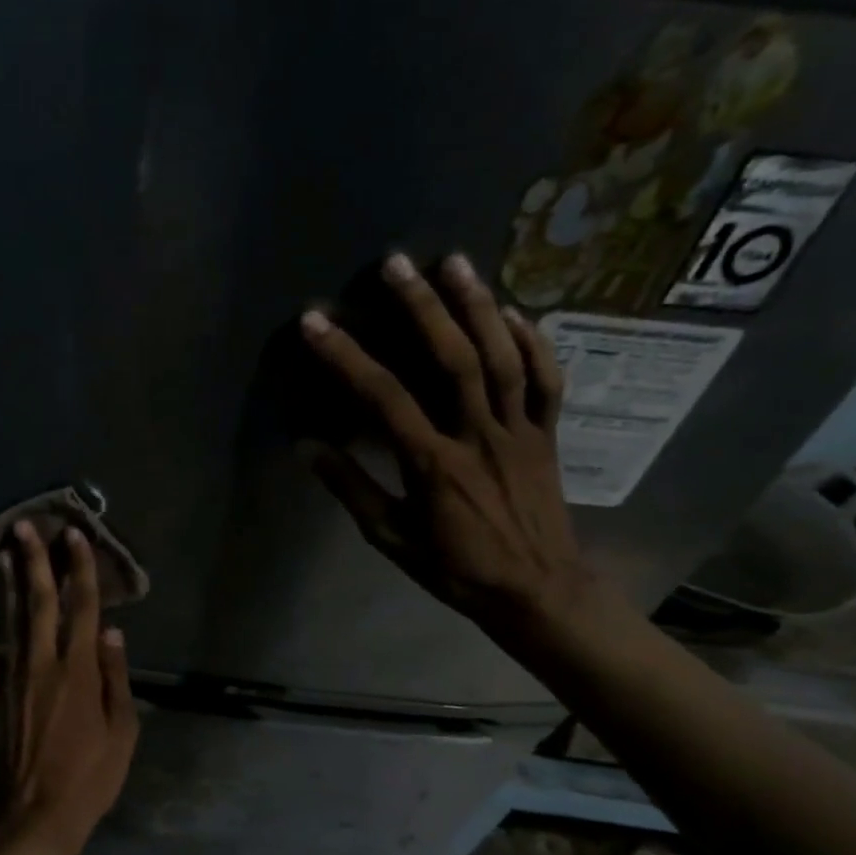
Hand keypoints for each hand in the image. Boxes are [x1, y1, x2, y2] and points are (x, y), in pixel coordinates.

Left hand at [0, 522, 138, 854]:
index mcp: (79, 670)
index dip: (80, 570)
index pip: (82, 607)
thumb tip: (111, 632)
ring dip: (5, 585)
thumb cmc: (90, 776)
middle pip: (39, 603)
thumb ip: (116, 678)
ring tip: (1, 552)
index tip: (75, 537)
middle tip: (25, 526)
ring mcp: (12, 679)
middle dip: (34, 562)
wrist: (36, 816)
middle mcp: (43, 663)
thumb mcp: (122, 732)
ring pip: (8, 622)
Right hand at [300, 251, 593, 636]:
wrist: (538, 592)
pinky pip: (547, 381)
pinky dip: (535, 342)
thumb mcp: (391, 539)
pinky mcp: (548, 435)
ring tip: (454, 262)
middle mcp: (479, 436)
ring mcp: (521, 431)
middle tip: (395, 263)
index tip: (316, 322)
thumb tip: (306, 447)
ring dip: (478, 306)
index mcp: (434, 464)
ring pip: (503, 357)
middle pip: (453, 359)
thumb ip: (351, 489)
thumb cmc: (456, 569)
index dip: (346, 356)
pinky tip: (516, 311)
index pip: (383, 398)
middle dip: (422, 307)